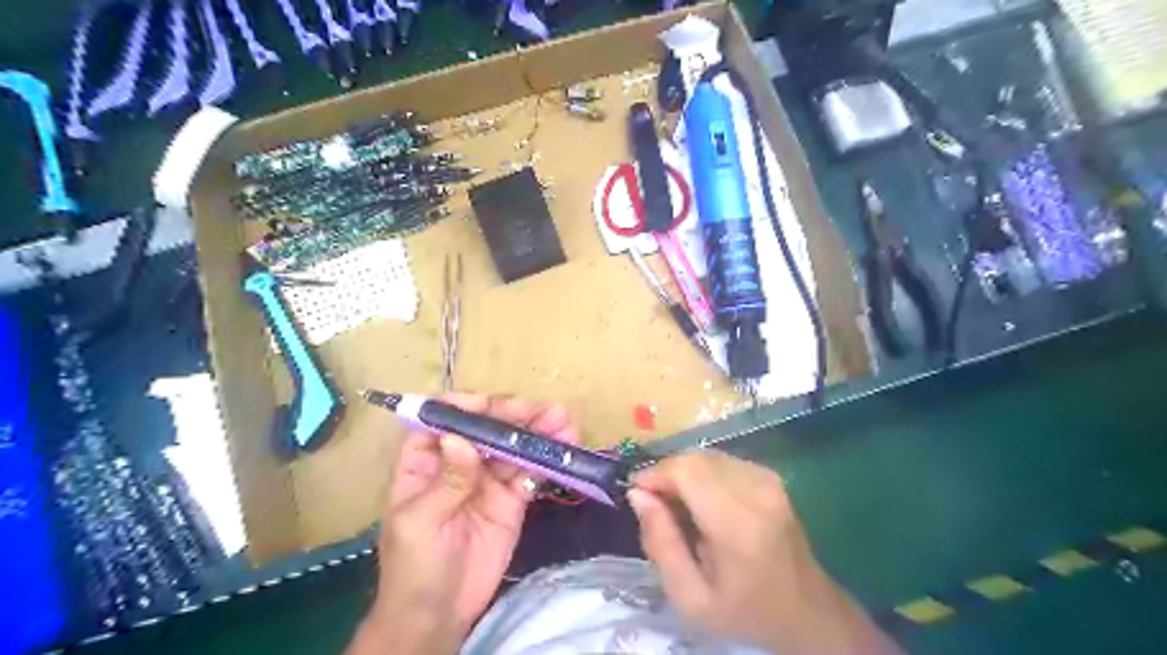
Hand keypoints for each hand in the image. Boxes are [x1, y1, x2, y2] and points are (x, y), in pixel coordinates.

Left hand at [347, 395, 580, 654]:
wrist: (439, 617)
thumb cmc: (413, 568)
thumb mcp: (420, 524)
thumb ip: (446, 481)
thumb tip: (460, 438)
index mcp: (425, 461)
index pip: (443, 419)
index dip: (466, 407)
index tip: (492, 407)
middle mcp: (459, 462)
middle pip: (486, 428)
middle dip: (514, 416)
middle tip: (545, 411)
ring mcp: (488, 480)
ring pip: (513, 447)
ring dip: (539, 432)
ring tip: (565, 421)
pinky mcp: (512, 500)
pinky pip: (530, 473)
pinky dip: (548, 461)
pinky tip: (565, 448)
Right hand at [631, 450, 899, 654]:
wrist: (807, 610)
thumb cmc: (745, 610)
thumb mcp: (690, 597)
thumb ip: (660, 544)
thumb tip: (639, 495)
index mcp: (738, 523)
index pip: (687, 471)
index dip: (655, 474)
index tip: (637, 494)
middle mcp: (756, 490)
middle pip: (694, 459)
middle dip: (666, 474)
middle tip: (655, 505)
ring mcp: (767, 479)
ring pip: (706, 456)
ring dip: (683, 473)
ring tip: (678, 506)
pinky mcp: (770, 476)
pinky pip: (721, 461)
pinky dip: (701, 473)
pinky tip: (701, 501)